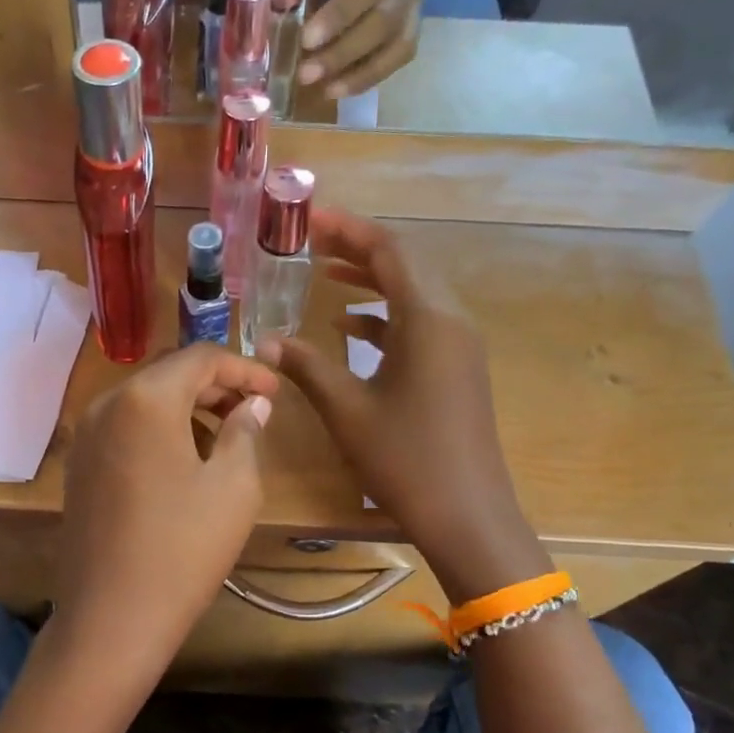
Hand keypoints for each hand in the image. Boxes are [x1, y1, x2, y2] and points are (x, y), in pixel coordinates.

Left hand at [53, 344, 278, 694]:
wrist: (112, 617)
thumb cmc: (183, 549)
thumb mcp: (234, 487)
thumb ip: (245, 431)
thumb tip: (252, 404)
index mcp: (145, 399)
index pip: (201, 358)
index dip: (245, 368)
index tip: (276, 391)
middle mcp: (106, 404)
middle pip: (168, 373)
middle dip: (215, 384)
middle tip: (253, 409)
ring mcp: (86, 436)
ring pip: (144, 399)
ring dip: (186, 406)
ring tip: (223, 437)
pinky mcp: (79, 466)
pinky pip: (124, 427)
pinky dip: (159, 429)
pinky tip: (184, 460)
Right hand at [259, 209, 546, 601]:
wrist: (467, 513)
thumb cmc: (405, 458)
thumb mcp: (348, 410)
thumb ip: (308, 367)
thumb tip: (266, 341)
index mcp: (427, 319)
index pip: (389, 251)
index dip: (348, 229)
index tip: (309, 219)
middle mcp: (450, 320)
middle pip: (405, 265)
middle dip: (357, 249)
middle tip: (311, 241)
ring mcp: (459, 345)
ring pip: (413, 294)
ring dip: (372, 281)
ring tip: (325, 274)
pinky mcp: (458, 368)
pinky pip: (420, 324)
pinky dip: (385, 316)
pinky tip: (351, 328)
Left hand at [298, 0, 449, 96]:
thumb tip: (295, 12)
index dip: (338, 16)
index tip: (306, 40)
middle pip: (381, 24)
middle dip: (341, 54)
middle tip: (305, 74)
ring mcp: (419, 0)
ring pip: (396, 46)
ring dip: (360, 75)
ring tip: (325, 91)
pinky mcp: (418, 18)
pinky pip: (401, 54)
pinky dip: (374, 75)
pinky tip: (345, 87)